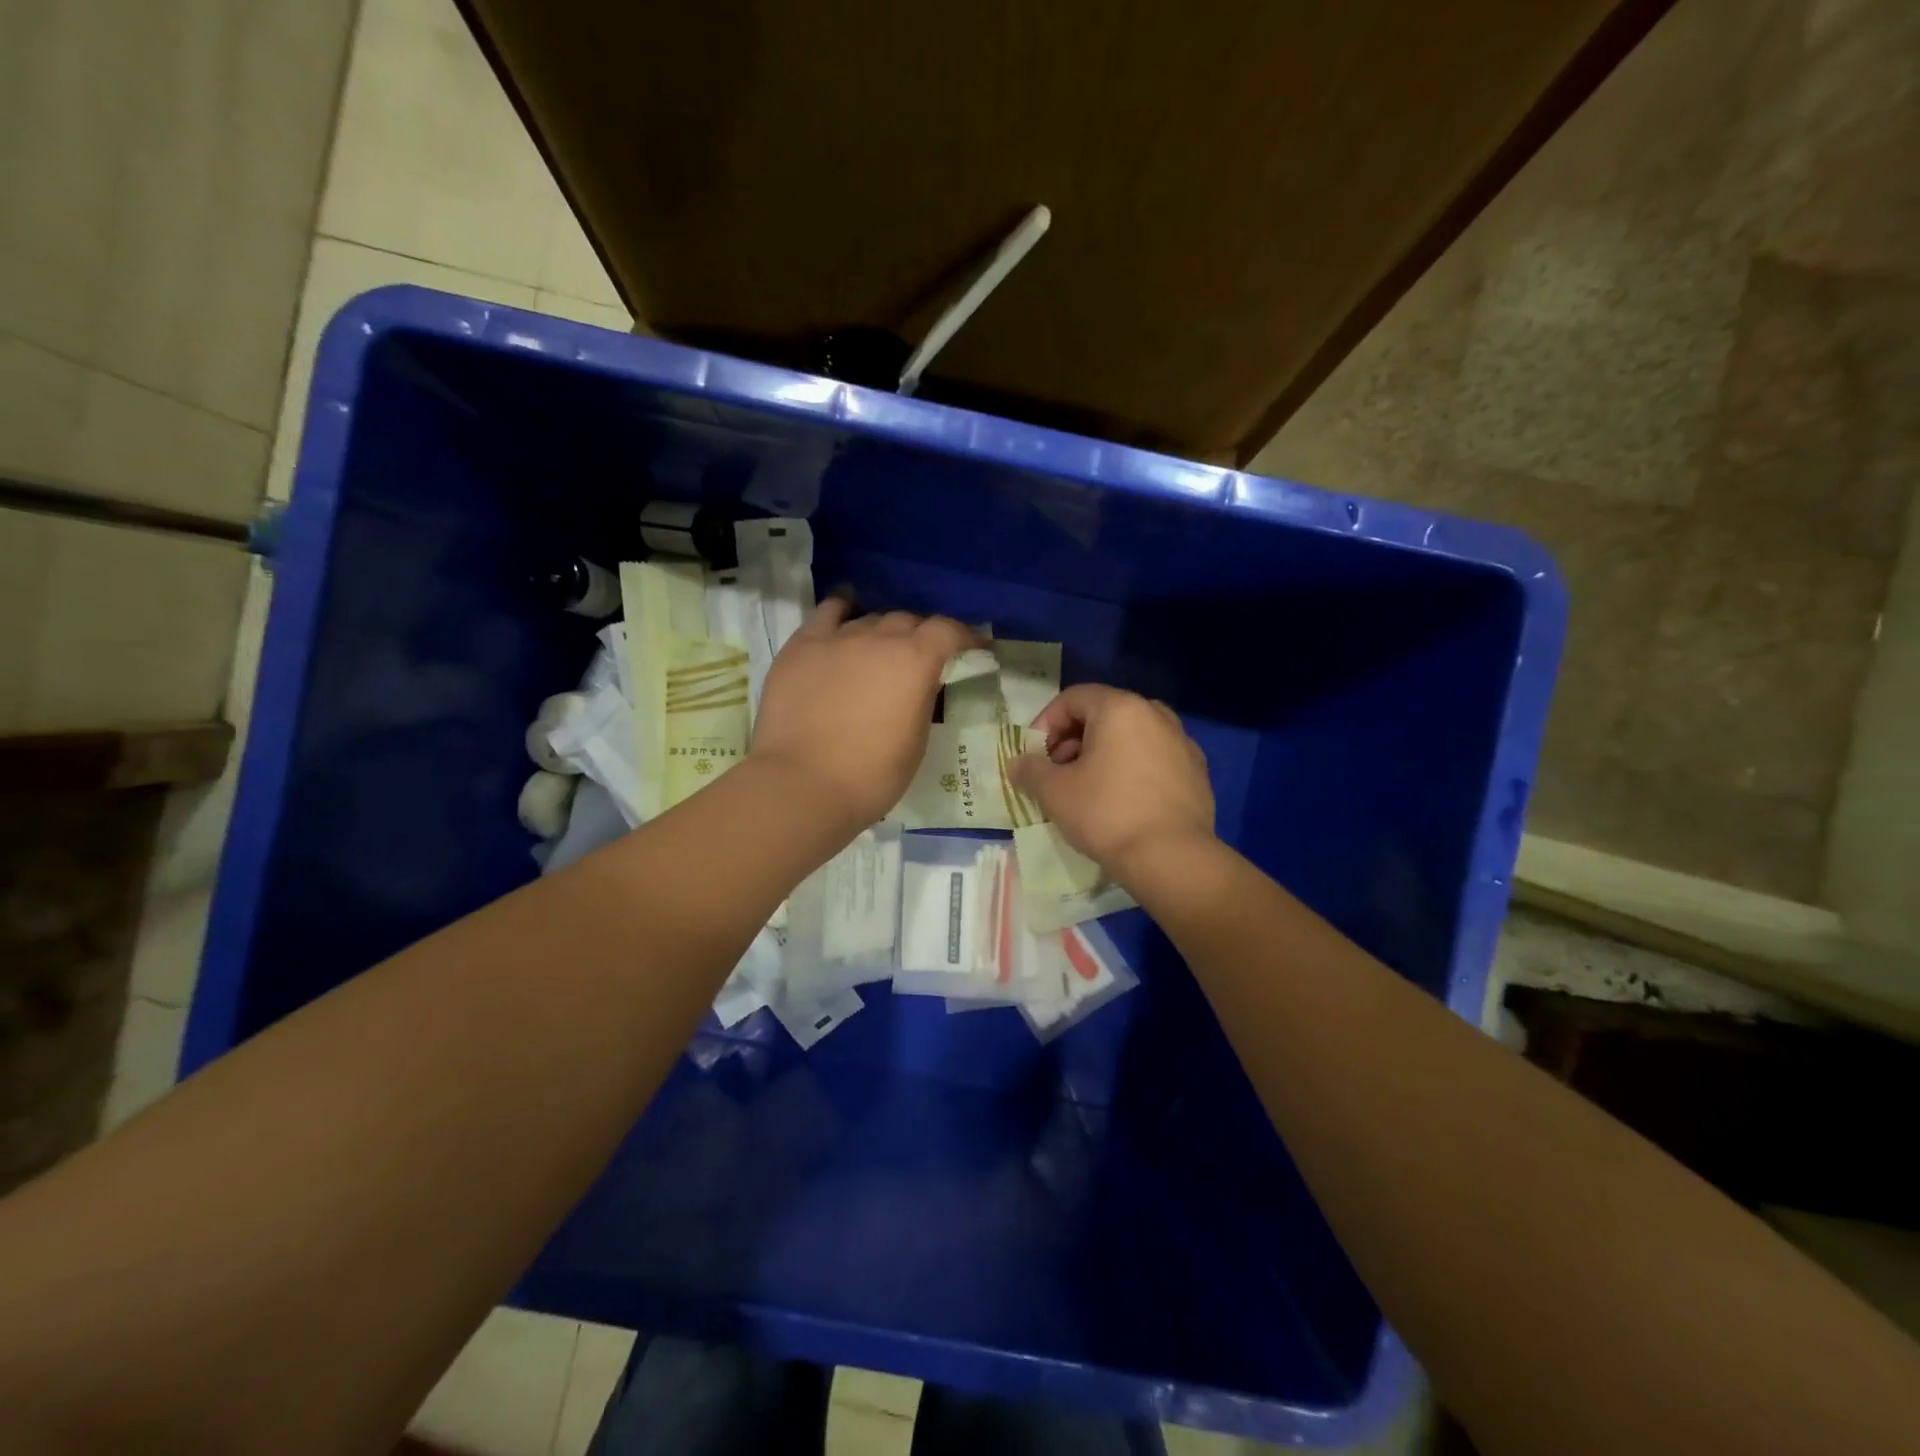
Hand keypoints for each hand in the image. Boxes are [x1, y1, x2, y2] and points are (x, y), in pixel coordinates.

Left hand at [749, 596, 975, 830]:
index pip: (948, 630)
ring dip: (883, 631)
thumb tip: (922, 682)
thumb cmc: (871, 775)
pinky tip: (846, 608)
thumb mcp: (916, 740)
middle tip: (921, 659)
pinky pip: (827, 613)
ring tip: (882, 648)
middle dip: (921, 635)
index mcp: (915, 661)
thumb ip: (923, 699)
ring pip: (870, 618)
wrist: (803, 785)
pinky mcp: (802, 646)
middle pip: (908, 621)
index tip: (972, 647)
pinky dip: (842, 608)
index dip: (964, 636)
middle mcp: (878, 638)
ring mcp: (837, 638)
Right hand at [1008, 685, 1215, 877]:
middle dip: (1073, 740)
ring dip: (1102, 755)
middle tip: (1057, 774)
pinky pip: (1153, 759)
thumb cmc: (1106, 814)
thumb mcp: (1054, 792)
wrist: (1172, 858)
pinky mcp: (1197, 772)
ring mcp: (1182, 742)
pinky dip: (1131, 770)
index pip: (1072, 698)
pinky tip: (1122, 803)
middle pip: (1102, 715)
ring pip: (1130, 737)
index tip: (1035, 756)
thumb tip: (1018, 763)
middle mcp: (1155, 714)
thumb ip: (1030, 770)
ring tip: (1087, 790)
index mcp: (1121, 708)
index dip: (1045, 724)